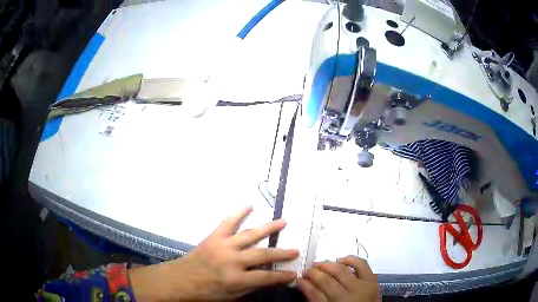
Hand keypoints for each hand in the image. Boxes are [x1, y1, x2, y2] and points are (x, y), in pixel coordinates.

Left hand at [129, 206, 298, 300]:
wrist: (182, 279)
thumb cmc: (206, 291)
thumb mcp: (231, 296)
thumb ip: (250, 286)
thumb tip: (268, 279)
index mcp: (236, 279)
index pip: (266, 278)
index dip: (282, 276)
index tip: (294, 273)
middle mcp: (232, 261)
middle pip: (263, 255)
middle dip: (281, 253)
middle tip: (295, 250)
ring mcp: (223, 246)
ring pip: (250, 235)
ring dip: (268, 228)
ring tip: (283, 221)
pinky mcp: (214, 237)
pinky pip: (228, 222)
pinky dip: (238, 212)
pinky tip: (249, 205)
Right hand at [298, 256, 378, 301]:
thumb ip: (315, 299)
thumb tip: (303, 284)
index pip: (314, 293)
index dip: (304, 284)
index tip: (298, 279)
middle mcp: (348, 295)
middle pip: (327, 279)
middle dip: (314, 272)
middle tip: (307, 270)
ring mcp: (362, 286)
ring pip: (341, 270)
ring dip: (328, 265)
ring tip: (320, 264)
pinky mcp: (372, 280)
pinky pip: (361, 264)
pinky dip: (350, 259)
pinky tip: (340, 260)